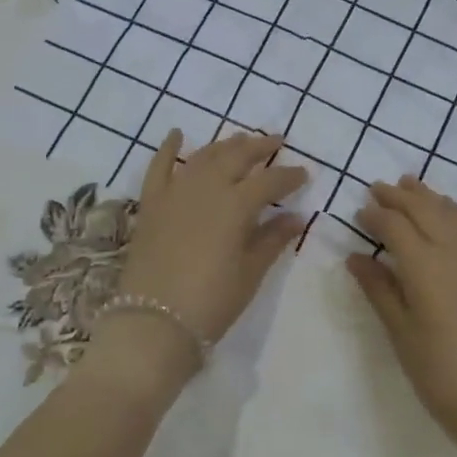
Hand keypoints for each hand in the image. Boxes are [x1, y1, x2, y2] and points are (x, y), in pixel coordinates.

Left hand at [100, 130, 307, 384]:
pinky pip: (159, 167)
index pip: (270, 180)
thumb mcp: (250, 273)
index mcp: (236, 204)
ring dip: (225, 145)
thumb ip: (272, 239)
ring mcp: (175, 192)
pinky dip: (168, 148)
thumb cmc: (211, 302)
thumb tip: (295, 217)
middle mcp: (207, 188)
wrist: (153, 323)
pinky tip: (177, 133)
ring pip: (204, 156)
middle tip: (277, 141)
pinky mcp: (151, 204)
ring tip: (241, 140)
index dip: (290, 175)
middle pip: (237, 156)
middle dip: (260, 147)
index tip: (305, 173)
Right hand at [347, 175, 456, 443]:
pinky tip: (447, 209)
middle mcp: (452, 249)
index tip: (360, 213)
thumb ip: (378, 288)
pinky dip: (454, 210)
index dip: (375, 215)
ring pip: (449, 211)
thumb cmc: (439, 370)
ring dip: (427, 196)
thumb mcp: (399, 331)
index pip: (394, 225)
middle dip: (398, 196)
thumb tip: (355, 258)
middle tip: (377, 188)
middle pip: (422, 209)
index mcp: (423, 265)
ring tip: (409, 184)